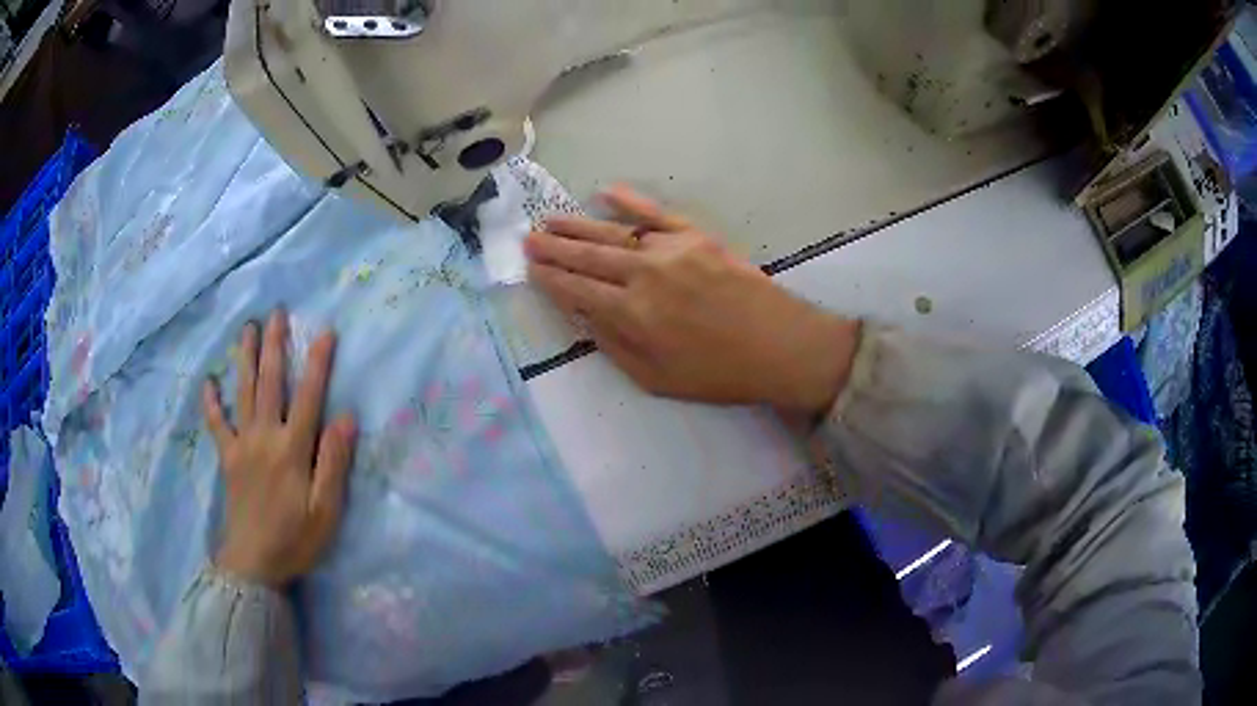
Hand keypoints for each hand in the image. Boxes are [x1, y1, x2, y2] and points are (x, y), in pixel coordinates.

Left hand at [202, 310, 356, 588]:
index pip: (309, 397)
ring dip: (245, 357)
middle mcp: (265, 437)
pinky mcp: (227, 458)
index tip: (324, 331)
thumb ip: (334, 462)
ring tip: (247, 328)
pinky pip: (216, 424)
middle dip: (274, 345)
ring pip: (243, 392)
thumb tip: (347, 417)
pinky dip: (212, 402)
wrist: (254, 563)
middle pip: (270, 383)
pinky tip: (208, 382)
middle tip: (276, 312)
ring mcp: (242, 445)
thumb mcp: (326, 510)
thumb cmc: (295, 539)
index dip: (317, 363)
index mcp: (292, 449)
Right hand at [525, 186, 860, 417]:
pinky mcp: (696, 236)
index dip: (550, 279)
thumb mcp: (656, 378)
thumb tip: (582, 316)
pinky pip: (656, 213)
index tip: (529, 268)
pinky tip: (606, 192)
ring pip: (613, 233)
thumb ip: (614, 344)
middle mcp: (644, 274)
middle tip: (527, 238)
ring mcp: (671, 249)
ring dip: (578, 225)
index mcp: (632, 314)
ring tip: (550, 220)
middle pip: (588, 257)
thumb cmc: (718, 373)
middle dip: (553, 248)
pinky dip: (630, 201)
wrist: (780, 346)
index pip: (577, 290)